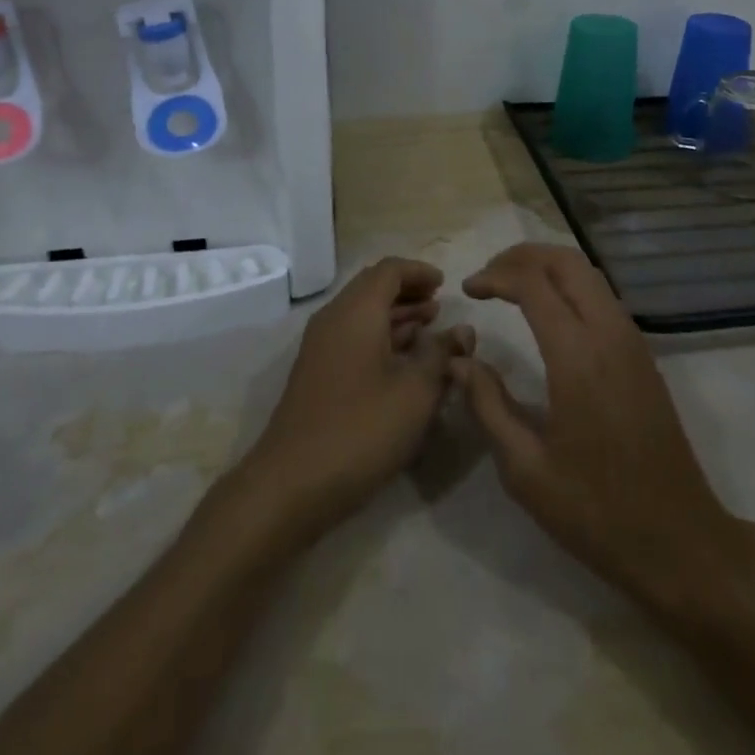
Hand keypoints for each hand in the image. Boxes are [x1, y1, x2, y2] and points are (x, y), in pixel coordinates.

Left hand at [237, 258, 473, 541]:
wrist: (291, 484)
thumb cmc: (360, 430)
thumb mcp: (415, 393)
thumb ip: (442, 355)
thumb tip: (463, 330)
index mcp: (356, 312)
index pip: (388, 270)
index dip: (419, 272)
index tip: (445, 284)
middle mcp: (334, 319)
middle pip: (372, 288)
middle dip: (408, 292)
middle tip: (440, 304)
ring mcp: (321, 348)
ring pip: (362, 314)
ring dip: (395, 316)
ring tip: (429, 328)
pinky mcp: (317, 374)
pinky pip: (353, 338)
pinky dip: (380, 337)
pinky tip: (403, 361)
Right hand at [454, 245, 737, 608]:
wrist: (680, 542)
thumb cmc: (596, 512)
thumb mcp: (526, 469)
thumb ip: (488, 405)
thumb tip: (460, 361)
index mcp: (578, 357)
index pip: (533, 284)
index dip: (495, 276)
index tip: (468, 289)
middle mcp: (609, 334)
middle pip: (567, 262)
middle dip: (523, 256)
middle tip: (489, 276)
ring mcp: (632, 341)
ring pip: (589, 274)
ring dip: (548, 267)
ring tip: (512, 286)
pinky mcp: (643, 355)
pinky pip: (603, 296)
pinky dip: (570, 285)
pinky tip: (549, 312)